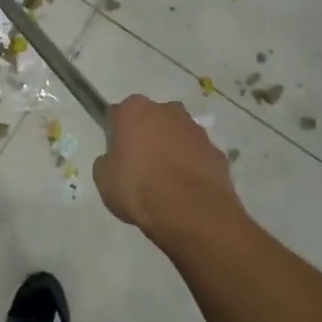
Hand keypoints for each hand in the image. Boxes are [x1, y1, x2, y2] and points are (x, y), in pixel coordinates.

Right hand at [93, 95, 242, 243]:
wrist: (190, 210)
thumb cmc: (138, 188)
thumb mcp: (104, 178)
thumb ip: (108, 160)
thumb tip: (116, 159)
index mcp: (135, 110)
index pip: (119, 113)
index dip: (116, 133)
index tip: (116, 153)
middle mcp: (168, 110)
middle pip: (152, 119)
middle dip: (147, 136)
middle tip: (140, 166)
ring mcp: (196, 130)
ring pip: (177, 135)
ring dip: (171, 150)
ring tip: (165, 182)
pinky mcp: (217, 151)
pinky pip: (197, 155)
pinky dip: (191, 166)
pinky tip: (185, 189)